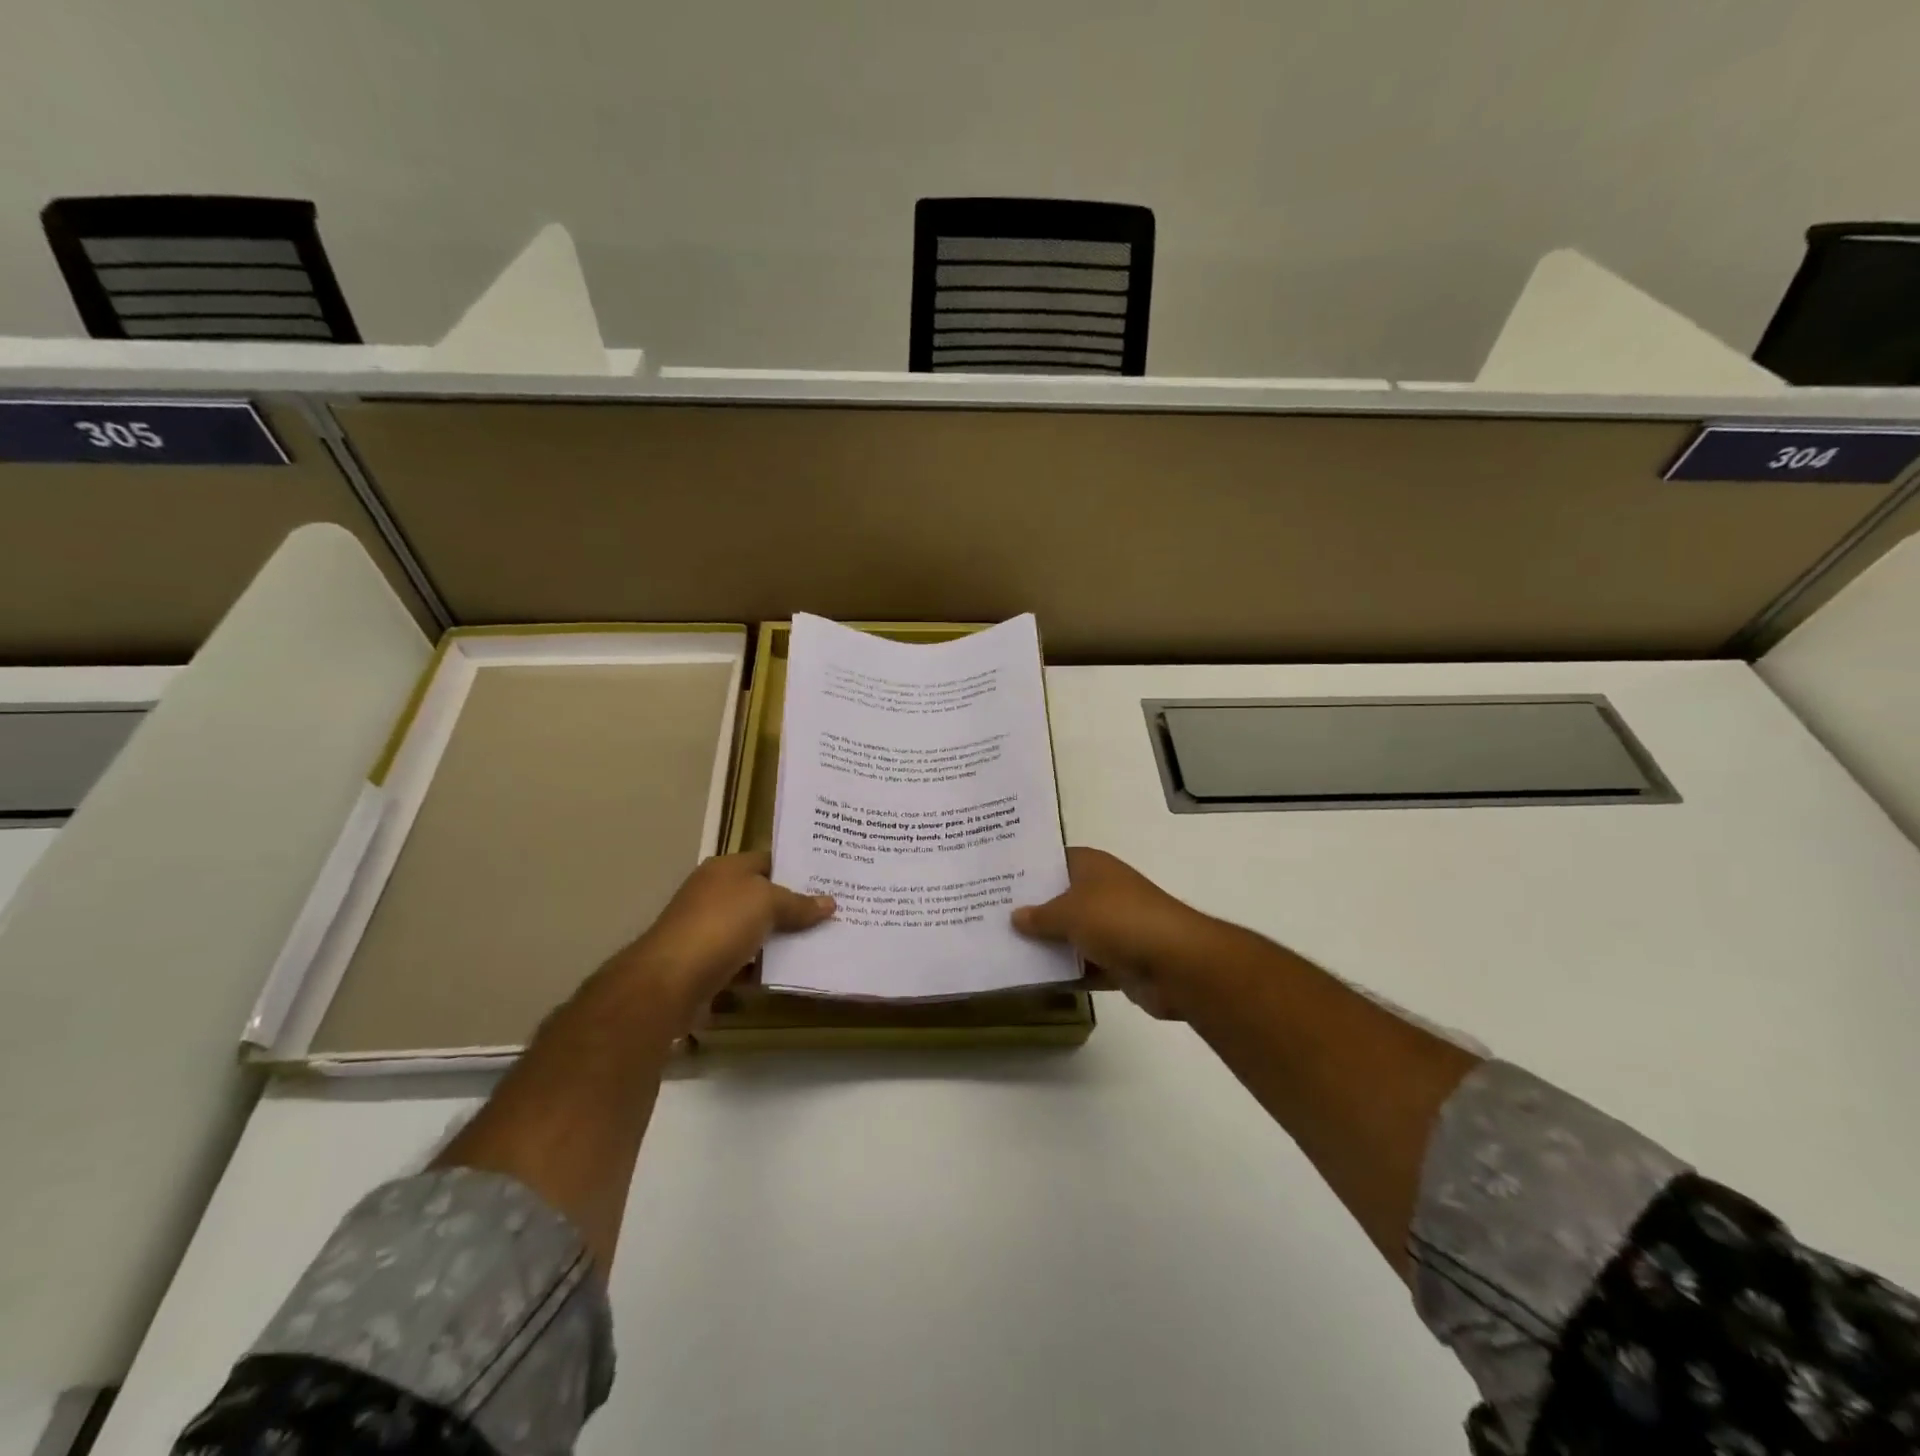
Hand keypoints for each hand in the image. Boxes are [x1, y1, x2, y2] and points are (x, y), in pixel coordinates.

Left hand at [616, 852, 833, 1028]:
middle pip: (762, 896)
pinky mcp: (707, 964)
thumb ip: (798, 903)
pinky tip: (791, 971)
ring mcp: (708, 930)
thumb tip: (830, 902)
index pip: (768, 860)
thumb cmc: (719, 926)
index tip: (830, 880)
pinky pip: (745, 960)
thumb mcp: (766, 903)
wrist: (668, 981)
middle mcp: (714, 894)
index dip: (798, 869)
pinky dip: (764, 966)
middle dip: (794, 906)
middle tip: (833, 912)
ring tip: (821, 941)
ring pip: (755, 930)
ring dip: (781, 938)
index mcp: (725, 869)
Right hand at [1012, 847, 1218, 1018]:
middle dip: (1029, 909)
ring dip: (1045, 945)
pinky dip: (1064, 972)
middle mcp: (1101, 891)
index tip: (993, 877)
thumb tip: (1015, 915)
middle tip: (986, 915)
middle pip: (1058, 898)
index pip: (1052, 860)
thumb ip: (1039, 915)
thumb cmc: (1119, 921)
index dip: (1025, 868)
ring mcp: (1111, 927)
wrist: (1177, 964)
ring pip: (1069, 934)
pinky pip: (1082, 965)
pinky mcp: (1118, 961)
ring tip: (1000, 948)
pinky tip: (1030, 979)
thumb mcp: (1070, 912)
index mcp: (1092, 867)